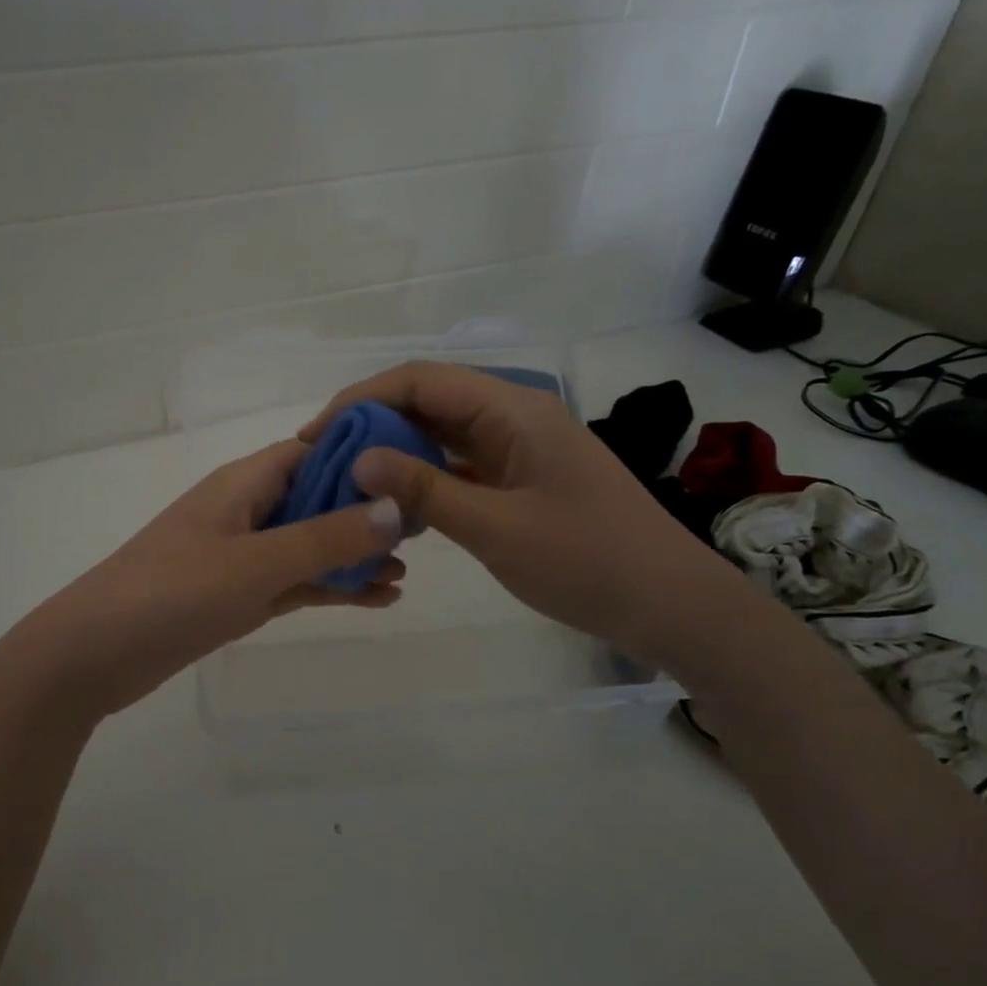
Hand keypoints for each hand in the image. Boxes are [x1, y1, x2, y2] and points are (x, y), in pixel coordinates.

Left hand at [0, 440, 405, 722]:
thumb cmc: (173, 593)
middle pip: (316, 498)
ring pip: (308, 545)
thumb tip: (395, 507)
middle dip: (366, 512)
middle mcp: (245, 510)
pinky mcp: (235, 594)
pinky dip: (329, 586)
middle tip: (423, 532)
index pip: (313, 451)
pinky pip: (293, 581)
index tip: (414, 471)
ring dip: (352, 555)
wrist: (93, 655)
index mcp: (244, 483)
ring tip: (405, 572)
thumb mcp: (257, 563)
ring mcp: (240, 554)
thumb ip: (326, 537)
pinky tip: (375, 599)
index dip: (362, 458)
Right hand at [300, 362, 727, 659]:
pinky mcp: (521, 477)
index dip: (361, 399)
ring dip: (396, 450)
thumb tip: (357, 457)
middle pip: (428, 400)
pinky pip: (460, 463)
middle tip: (324, 459)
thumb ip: (423, 489)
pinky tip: (393, 501)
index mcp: (512, 410)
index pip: (420, 381)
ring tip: (347, 478)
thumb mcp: (495, 528)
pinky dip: (424, 476)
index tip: (316, 434)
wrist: (669, 605)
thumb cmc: (586, 562)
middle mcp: (514, 415)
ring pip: (442, 433)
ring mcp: (519, 447)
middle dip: (372, 423)